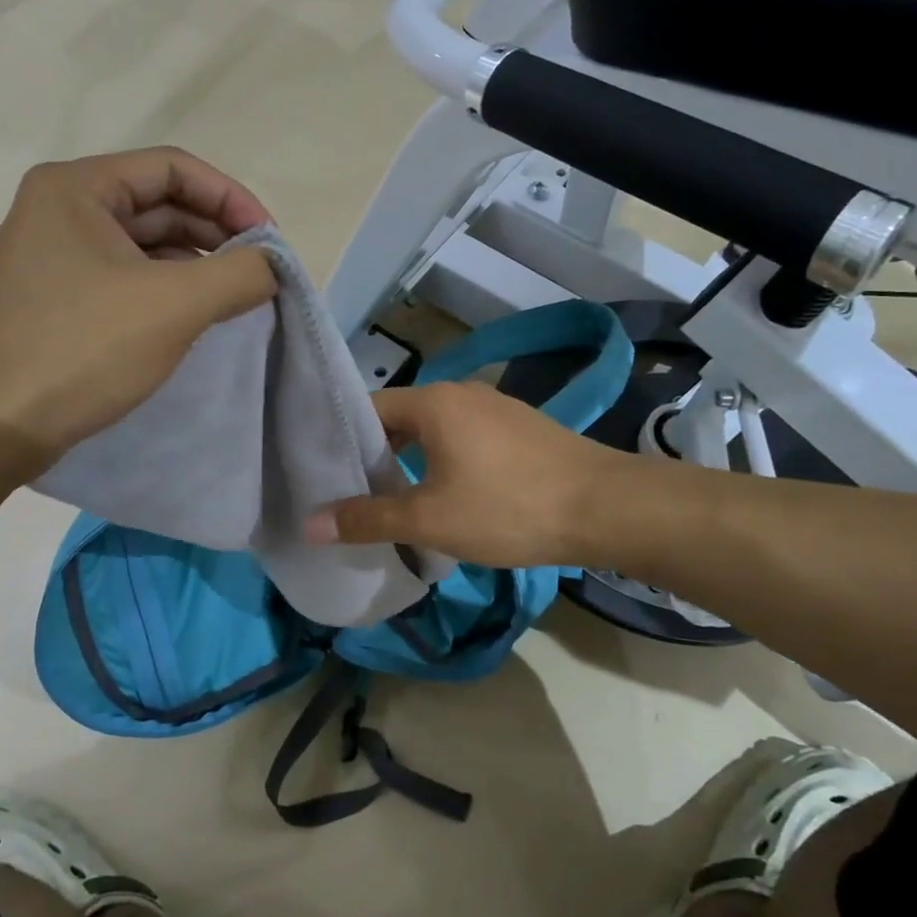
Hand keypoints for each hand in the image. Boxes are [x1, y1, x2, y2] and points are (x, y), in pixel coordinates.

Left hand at [0, 148, 277, 467]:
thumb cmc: (81, 350)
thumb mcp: (174, 305)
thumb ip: (240, 274)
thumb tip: (273, 265)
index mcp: (76, 187)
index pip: (173, 169)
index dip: (231, 199)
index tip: (270, 242)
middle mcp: (59, 209)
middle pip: (159, 203)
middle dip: (215, 233)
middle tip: (258, 271)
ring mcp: (53, 255)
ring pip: (143, 243)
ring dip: (194, 263)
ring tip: (234, 296)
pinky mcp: (55, 298)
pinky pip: (125, 276)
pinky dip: (166, 288)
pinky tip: (193, 315)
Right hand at [304, 382, 646, 567]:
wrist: (606, 508)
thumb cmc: (509, 508)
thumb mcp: (430, 520)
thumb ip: (368, 518)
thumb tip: (310, 523)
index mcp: (433, 401)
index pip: (367, 408)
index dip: (341, 440)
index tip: (322, 473)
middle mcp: (461, 392)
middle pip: (399, 418)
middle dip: (375, 455)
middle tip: (350, 493)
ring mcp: (494, 407)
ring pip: (433, 430)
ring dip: (411, 461)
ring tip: (392, 499)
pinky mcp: (519, 428)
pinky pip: (464, 438)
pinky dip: (443, 461)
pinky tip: (445, 495)